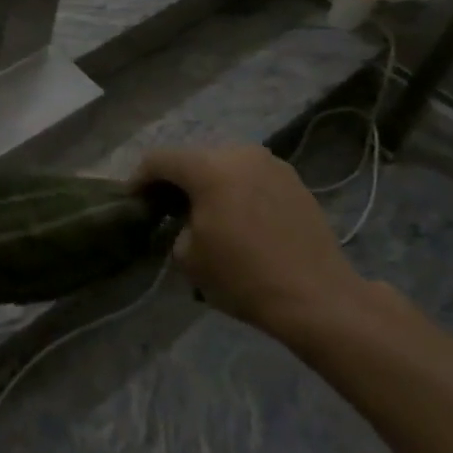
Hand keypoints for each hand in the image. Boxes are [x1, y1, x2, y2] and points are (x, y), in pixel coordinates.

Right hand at [135, 145, 368, 335]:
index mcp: (208, 167)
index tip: (133, 201)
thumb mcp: (189, 257)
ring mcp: (272, 165)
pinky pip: (251, 178)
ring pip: (225, 165)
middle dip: (176, 181)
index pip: (159, 160)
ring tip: (204, 212)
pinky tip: (237, 218)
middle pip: (193, 158)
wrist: (319, 299)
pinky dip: (236, 190)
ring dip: (208, 184)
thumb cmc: (244, 276)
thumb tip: (186, 223)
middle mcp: (239, 154)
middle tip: (166, 207)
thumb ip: (176, 228)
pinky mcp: (295, 182)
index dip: (139, 179)